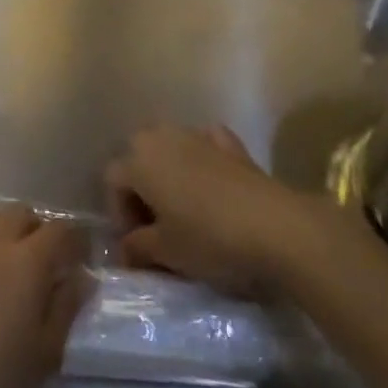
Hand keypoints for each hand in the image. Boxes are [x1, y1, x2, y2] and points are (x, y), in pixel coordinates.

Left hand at [0, 205, 89, 387]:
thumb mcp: (44, 357)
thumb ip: (66, 309)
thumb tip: (81, 277)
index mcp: (29, 262)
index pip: (61, 231)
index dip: (75, 240)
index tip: (80, 257)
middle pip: (22, 213)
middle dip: (37, 230)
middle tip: (41, 261)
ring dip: (2, 225)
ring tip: (4, 252)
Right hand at [104, 125, 298, 299]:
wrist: (275, 226)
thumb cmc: (209, 238)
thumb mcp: (166, 252)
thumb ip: (137, 248)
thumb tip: (126, 249)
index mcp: (139, 161)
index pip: (112, 180)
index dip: (119, 212)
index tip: (136, 243)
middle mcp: (162, 138)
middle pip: (138, 155)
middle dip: (141, 185)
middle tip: (156, 222)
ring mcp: (197, 136)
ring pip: (170, 145)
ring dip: (169, 169)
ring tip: (183, 206)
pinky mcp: (230, 144)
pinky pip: (205, 143)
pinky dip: (203, 156)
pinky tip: (212, 180)